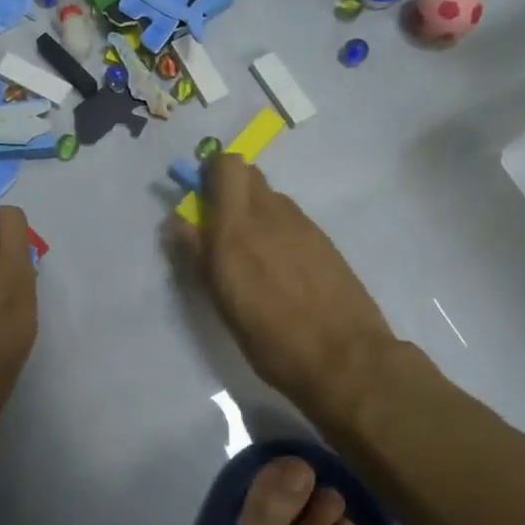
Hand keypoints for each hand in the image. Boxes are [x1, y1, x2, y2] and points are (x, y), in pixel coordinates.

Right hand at [173, 154, 399, 423]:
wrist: (345, 359)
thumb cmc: (271, 338)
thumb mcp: (222, 302)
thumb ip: (198, 254)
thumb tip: (179, 222)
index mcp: (237, 229)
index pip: (226, 166)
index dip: (211, 174)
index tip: (201, 202)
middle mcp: (270, 215)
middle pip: (249, 174)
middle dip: (231, 189)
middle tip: (223, 228)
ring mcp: (302, 225)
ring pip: (271, 197)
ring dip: (256, 212)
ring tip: (255, 257)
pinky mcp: (325, 240)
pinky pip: (292, 220)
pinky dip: (279, 231)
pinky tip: (283, 271)